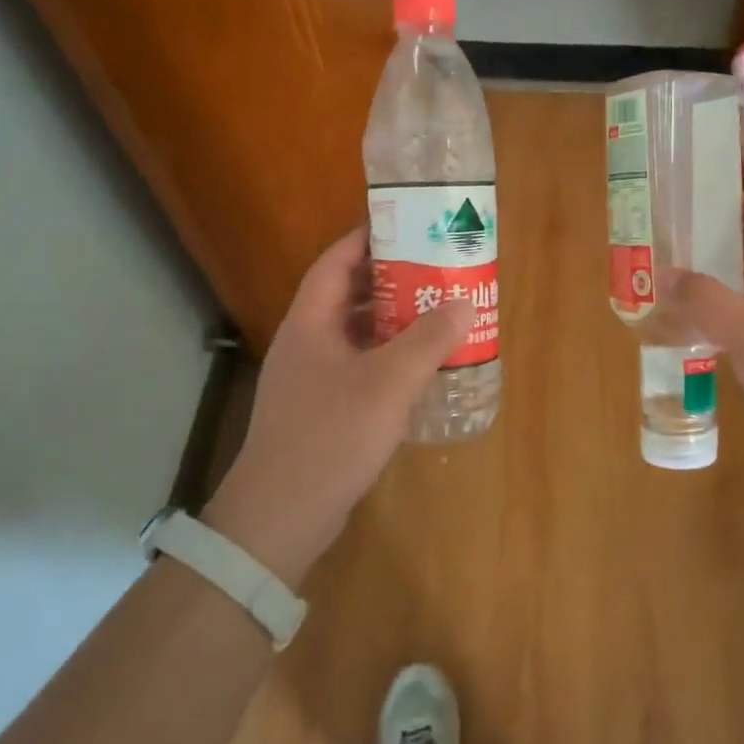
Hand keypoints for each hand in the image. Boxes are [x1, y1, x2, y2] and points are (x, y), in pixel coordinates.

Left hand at [202, 227, 471, 585]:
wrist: (280, 518)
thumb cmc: (330, 436)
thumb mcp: (388, 383)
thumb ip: (428, 340)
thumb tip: (463, 303)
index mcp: (311, 323)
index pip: (336, 261)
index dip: (367, 238)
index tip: (406, 225)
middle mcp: (307, 343)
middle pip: (348, 295)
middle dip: (391, 280)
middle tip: (436, 269)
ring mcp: (312, 378)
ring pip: (357, 334)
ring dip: (393, 322)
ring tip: (437, 312)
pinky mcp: (322, 409)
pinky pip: (360, 366)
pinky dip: (389, 358)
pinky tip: (421, 368)